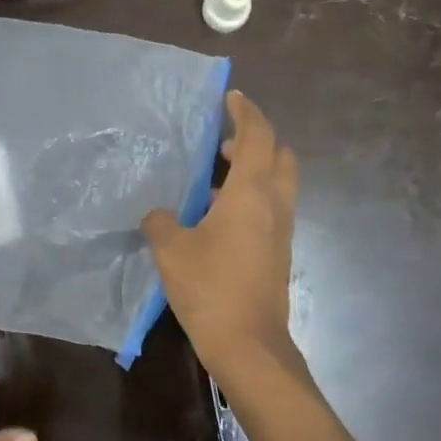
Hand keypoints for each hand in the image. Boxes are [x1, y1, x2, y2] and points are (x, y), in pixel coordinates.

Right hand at [142, 90, 300, 381]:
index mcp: (252, 192)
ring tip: (215, 181)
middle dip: (258, 140)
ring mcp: (282, 230)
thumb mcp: (171, 250)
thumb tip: (158, 214)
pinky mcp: (279, 253)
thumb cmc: (209, 287)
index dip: (246, 111)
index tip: (231, 97)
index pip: (258, 135)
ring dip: (255, 171)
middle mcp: (275, 204)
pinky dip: (252, 199)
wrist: (248, 344)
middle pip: (281, 155)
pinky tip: (219, 219)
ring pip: (278, 184)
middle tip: (224, 144)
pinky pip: (271, 209)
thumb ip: (160, 222)